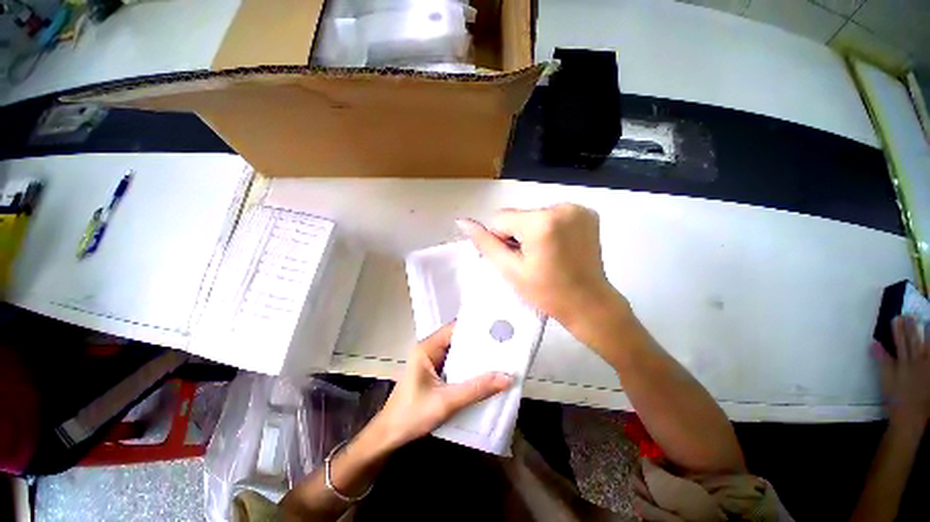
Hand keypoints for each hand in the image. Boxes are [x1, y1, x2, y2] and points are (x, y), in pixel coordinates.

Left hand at [371, 323, 512, 450]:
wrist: (389, 437)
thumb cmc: (412, 415)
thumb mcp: (446, 402)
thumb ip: (477, 389)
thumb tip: (507, 377)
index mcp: (427, 348)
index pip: (454, 328)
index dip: (475, 327)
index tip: (497, 328)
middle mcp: (430, 349)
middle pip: (458, 339)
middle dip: (479, 341)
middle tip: (504, 342)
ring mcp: (432, 361)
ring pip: (458, 352)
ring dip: (476, 355)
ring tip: (500, 354)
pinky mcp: (435, 373)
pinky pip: (456, 364)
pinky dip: (469, 367)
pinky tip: (486, 371)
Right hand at [456, 204, 629, 336]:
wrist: (588, 303)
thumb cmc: (546, 292)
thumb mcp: (510, 269)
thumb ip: (485, 243)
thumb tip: (462, 222)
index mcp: (541, 223)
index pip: (500, 219)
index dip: (503, 240)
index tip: (517, 259)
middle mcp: (561, 207)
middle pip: (519, 216)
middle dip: (518, 235)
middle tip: (532, 260)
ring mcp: (577, 208)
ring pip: (534, 215)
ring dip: (533, 232)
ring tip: (546, 255)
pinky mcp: (587, 213)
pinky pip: (552, 215)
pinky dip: (549, 228)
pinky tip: (558, 247)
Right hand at [876, 316, 929, 432]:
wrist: (911, 418)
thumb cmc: (896, 400)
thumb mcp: (886, 382)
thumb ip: (882, 362)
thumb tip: (873, 343)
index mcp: (903, 363)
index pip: (900, 343)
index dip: (898, 330)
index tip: (896, 317)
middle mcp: (916, 362)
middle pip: (914, 343)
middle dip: (911, 329)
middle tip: (909, 315)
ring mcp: (926, 368)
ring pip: (926, 348)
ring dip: (925, 335)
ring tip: (926, 323)